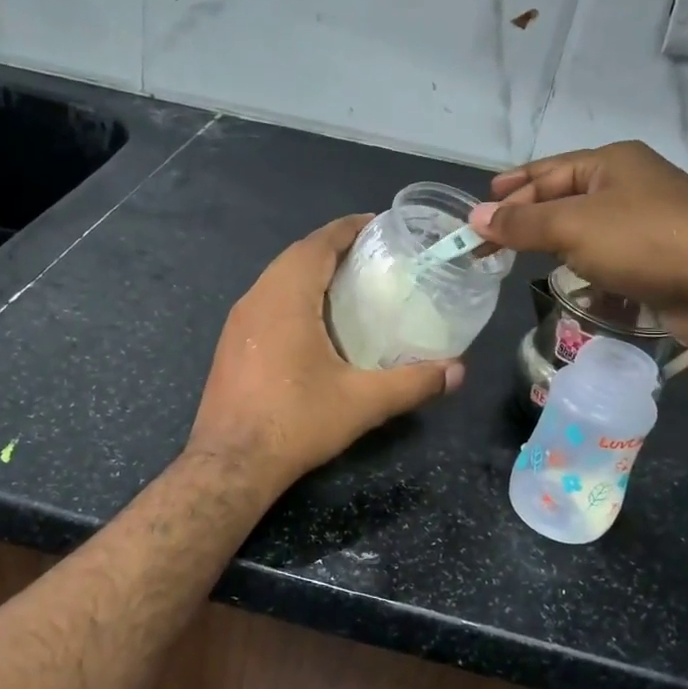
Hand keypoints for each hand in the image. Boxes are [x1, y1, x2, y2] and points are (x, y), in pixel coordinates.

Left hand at [187, 215, 462, 490]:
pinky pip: (266, 300)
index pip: (318, 243)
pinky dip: (293, 294)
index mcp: (285, 297)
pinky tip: (315, 321)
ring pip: (277, 278)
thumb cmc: (294, 423)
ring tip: (349, 283)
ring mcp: (238, 321)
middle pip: (296, 255)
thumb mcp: (361, 403)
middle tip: (372, 256)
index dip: (348, 228)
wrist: (229, 464)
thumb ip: (413, 383)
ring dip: (310, 271)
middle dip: (333, 247)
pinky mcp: (231, 344)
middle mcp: (256, 298)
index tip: (378, 225)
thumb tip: (458, 372)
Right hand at [469, 141, 687, 347]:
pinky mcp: (656, 255)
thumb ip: (521, 223)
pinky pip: (604, 252)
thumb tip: (474, 217)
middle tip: (489, 238)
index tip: (478, 210)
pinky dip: (580, 261)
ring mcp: (646, 220)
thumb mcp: (573, 226)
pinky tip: (563, 275)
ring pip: (584, 226)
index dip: (511, 190)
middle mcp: (628, 184)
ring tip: (517, 255)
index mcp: (611, 162)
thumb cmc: (644, 241)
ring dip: (552, 240)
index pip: (546, 171)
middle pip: (563, 196)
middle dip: (526, 216)